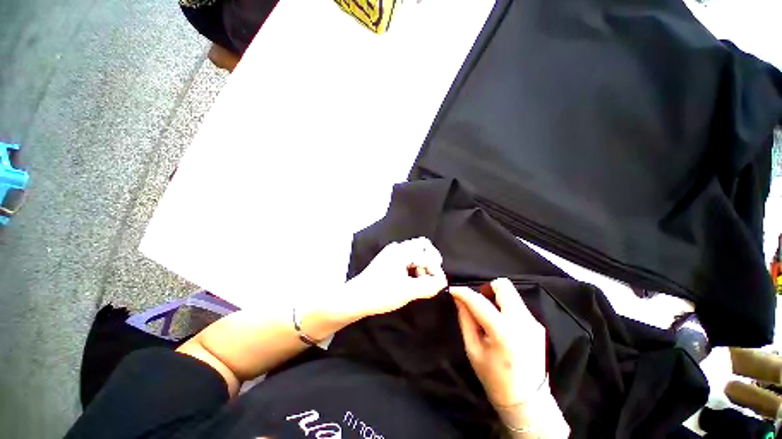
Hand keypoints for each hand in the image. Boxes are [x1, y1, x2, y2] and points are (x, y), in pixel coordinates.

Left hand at [323, 238, 447, 325]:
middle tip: (432, 276)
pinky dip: (414, 265)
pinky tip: (412, 279)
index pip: (427, 256)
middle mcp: (397, 247)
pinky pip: (407, 257)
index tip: (439, 285)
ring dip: (422, 263)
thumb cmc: (381, 293)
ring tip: (421, 280)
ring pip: (415, 251)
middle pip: (422, 245)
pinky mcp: (389, 259)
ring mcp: (392, 252)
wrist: (356, 298)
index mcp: (402, 252)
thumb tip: (442, 282)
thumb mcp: (407, 292)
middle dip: (431, 260)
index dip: (436, 271)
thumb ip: (428, 286)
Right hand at [450, 278, 546, 406]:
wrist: (527, 401)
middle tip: (478, 302)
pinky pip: (517, 305)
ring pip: (511, 294)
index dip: (463, 292)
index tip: (453, 290)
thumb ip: (465, 319)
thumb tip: (458, 298)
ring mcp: (533, 322)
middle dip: (486, 288)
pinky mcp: (538, 325)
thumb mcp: (473, 349)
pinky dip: (505, 307)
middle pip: (503, 285)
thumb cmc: (495, 377)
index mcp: (503, 331)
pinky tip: (501, 324)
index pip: (478, 300)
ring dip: (496, 298)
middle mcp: (522, 321)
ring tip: (489, 315)